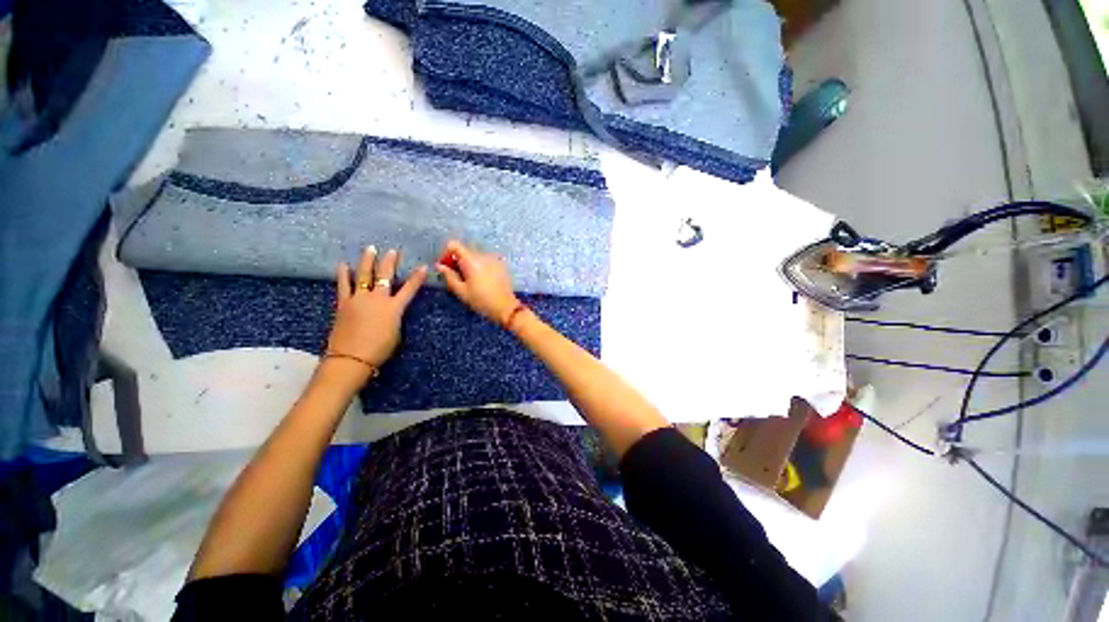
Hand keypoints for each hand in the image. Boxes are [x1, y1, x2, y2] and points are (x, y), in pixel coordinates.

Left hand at [325, 246, 426, 384]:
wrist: (351, 358)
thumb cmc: (379, 349)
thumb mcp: (396, 333)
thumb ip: (395, 318)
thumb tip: (391, 311)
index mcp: (394, 308)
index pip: (409, 289)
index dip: (417, 278)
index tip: (423, 267)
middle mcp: (377, 299)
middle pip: (384, 276)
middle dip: (389, 262)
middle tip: (392, 251)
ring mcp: (358, 299)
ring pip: (363, 276)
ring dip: (367, 261)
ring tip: (370, 249)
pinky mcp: (343, 304)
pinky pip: (344, 286)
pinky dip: (343, 275)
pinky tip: (343, 265)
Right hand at [436, 240, 519, 325]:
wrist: (505, 307)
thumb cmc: (481, 301)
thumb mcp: (461, 291)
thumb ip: (449, 276)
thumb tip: (439, 266)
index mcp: (471, 260)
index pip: (454, 245)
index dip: (446, 253)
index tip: (446, 267)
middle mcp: (483, 255)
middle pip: (465, 251)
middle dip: (457, 261)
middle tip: (457, 277)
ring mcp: (493, 259)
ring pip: (475, 256)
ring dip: (469, 264)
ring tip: (470, 280)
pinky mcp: (500, 264)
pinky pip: (485, 261)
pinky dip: (480, 266)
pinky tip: (482, 280)